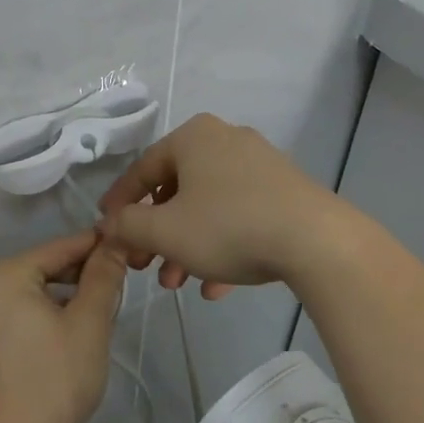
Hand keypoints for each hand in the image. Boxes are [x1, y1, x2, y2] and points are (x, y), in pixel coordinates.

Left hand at [0, 231, 126, 422]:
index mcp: (0, 276)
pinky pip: (7, 325)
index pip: (57, 249)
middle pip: (37, 272)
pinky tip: (58, 349)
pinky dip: (34, 326)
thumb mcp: (89, 323)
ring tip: (90, 321)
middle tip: (112, 292)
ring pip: (23, 299)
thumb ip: (103, 276)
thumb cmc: (55, 380)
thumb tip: (113, 243)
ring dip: (57, 303)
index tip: (123, 248)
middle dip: (75, 279)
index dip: (94, 248)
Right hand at [97, 114, 341, 296]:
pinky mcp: (284, 190)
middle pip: (177, 191)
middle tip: (146, 268)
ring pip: (208, 207)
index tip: (107, 232)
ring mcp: (259, 164)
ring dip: (187, 247)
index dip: (120, 204)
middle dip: (157, 236)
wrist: (316, 240)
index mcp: (193, 137)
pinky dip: (222, 246)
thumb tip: (109, 224)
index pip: (142, 169)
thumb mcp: (165, 230)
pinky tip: (217, 286)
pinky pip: (240, 215)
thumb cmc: (228, 226)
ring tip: (179, 284)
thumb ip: (128, 225)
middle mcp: (225, 140)